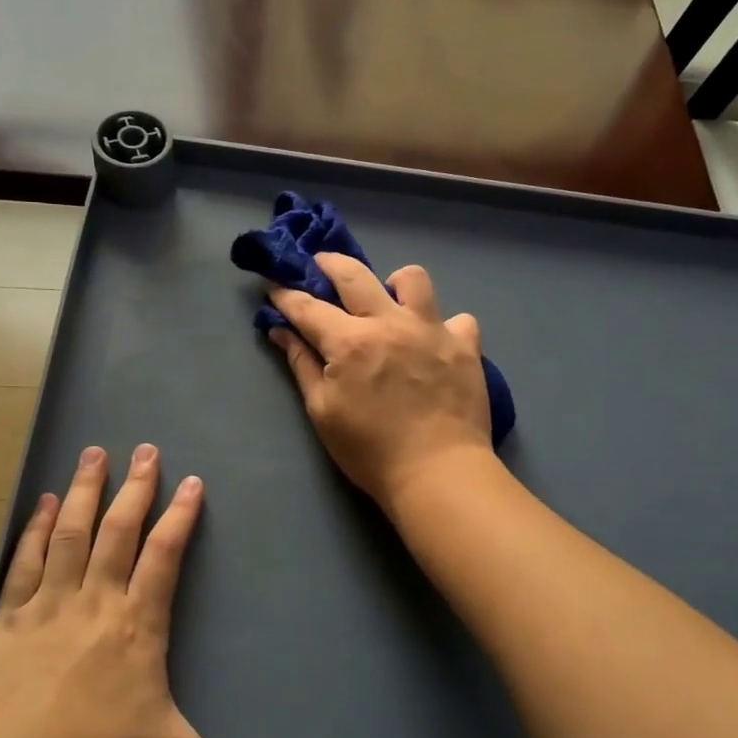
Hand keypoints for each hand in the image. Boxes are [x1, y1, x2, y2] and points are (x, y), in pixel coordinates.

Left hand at [0, 444, 301, 737]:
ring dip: (86, 492)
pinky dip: (36, 530)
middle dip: (136, 488)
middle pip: (120, 531)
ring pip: (72, 534)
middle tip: (144, 448)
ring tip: (93, 453)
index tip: (190, 480)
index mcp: (138, 627)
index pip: (166, 556)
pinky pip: (26, 563)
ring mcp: (48, 608)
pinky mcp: (7, 623)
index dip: (180, 516)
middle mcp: (96, 603)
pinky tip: (44, 503)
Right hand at [268, 253, 494, 509]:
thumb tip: (283, 331)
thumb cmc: (370, 451)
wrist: (438, 474)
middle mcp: (390, 323)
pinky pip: (458, 319)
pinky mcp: (465, 346)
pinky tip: (435, 344)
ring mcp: (432, 330)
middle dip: (329, 263)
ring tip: (390, 303)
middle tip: (319, 265)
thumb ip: (303, 365)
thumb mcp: (323, 412)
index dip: (285, 293)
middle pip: (354, 274)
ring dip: (394, 284)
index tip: (273, 283)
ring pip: (413, 279)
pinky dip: (444, 327)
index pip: (307, 307)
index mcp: (350, 342)